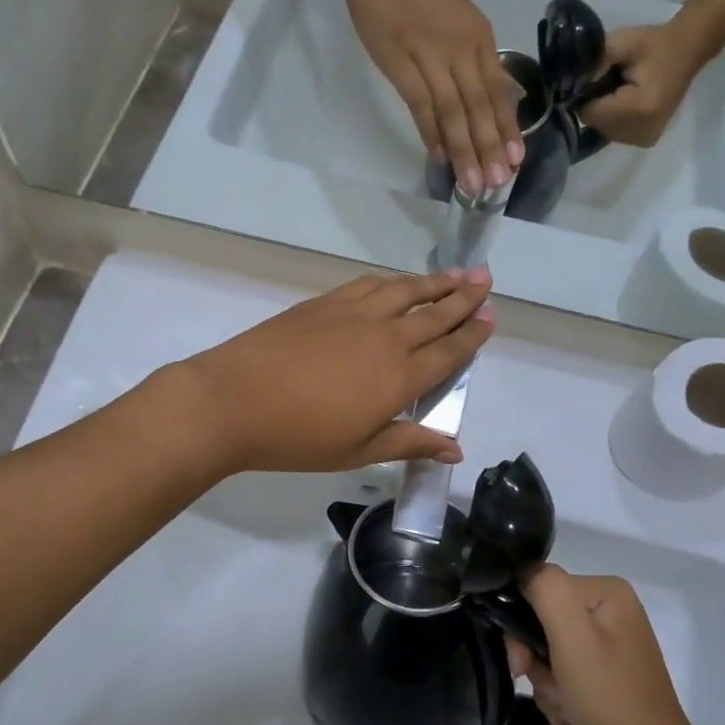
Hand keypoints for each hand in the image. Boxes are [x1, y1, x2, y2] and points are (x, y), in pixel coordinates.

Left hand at [168, 268, 493, 474]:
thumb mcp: (358, 451)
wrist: (234, 401)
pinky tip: (397, 281)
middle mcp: (387, 337)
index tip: (490, 317)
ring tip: (456, 273)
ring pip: (406, 290)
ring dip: (434, 281)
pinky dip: (392, 281)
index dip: (473, 334)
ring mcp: (355, 314)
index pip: (449, 351)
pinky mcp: (326, 302)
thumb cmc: (298, 438)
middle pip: (435, 313)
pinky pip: (369, 284)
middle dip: (464, 297)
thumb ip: (409, 443)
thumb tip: (456, 448)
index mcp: (400, 377)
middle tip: (486, 280)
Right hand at [338, 0, 523, 194]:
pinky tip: (440, 156)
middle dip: (490, 148)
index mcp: (479, 40)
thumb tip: (503, 94)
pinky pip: (420, 102)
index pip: (497, 93)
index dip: (507, 130)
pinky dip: (431, 130)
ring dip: (465, 149)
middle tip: (498, 184)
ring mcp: (431, 55)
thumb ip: (479, 60)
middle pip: (480, 107)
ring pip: (454, 111)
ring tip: (473, 183)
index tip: (515, 162)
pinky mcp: (400, 61)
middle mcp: (462, 49)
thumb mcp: (461, 21)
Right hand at [505, 564, 700, 724]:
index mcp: (606, 590)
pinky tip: (570, 714)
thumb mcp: (572, 634)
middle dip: (536, 658)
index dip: (521, 622)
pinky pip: (567, 672)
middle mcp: (611, 610)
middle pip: (545, 620)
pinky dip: (561, 693)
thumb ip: (545, 588)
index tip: (520, 661)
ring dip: (546, 680)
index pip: (541, 588)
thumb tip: (523, 571)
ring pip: (551, 650)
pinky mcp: (609, 673)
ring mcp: (611, 643)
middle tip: (542, 685)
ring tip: (563, 706)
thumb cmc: (609, 693)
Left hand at [580, 22, 713, 147]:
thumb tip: (571, 84)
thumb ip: (593, 63)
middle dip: (596, 104)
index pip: (589, 113)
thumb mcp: (621, 43)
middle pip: (595, 124)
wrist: (687, 51)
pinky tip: (627, 102)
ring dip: (605, 113)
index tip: (596, 77)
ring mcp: (645, 139)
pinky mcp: (646, 140)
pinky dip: (615, 119)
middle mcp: (641, 131)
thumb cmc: (653, 44)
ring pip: (603, 130)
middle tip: (611, 81)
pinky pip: (615, 133)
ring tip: (621, 91)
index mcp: (637, 109)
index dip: (585, 95)